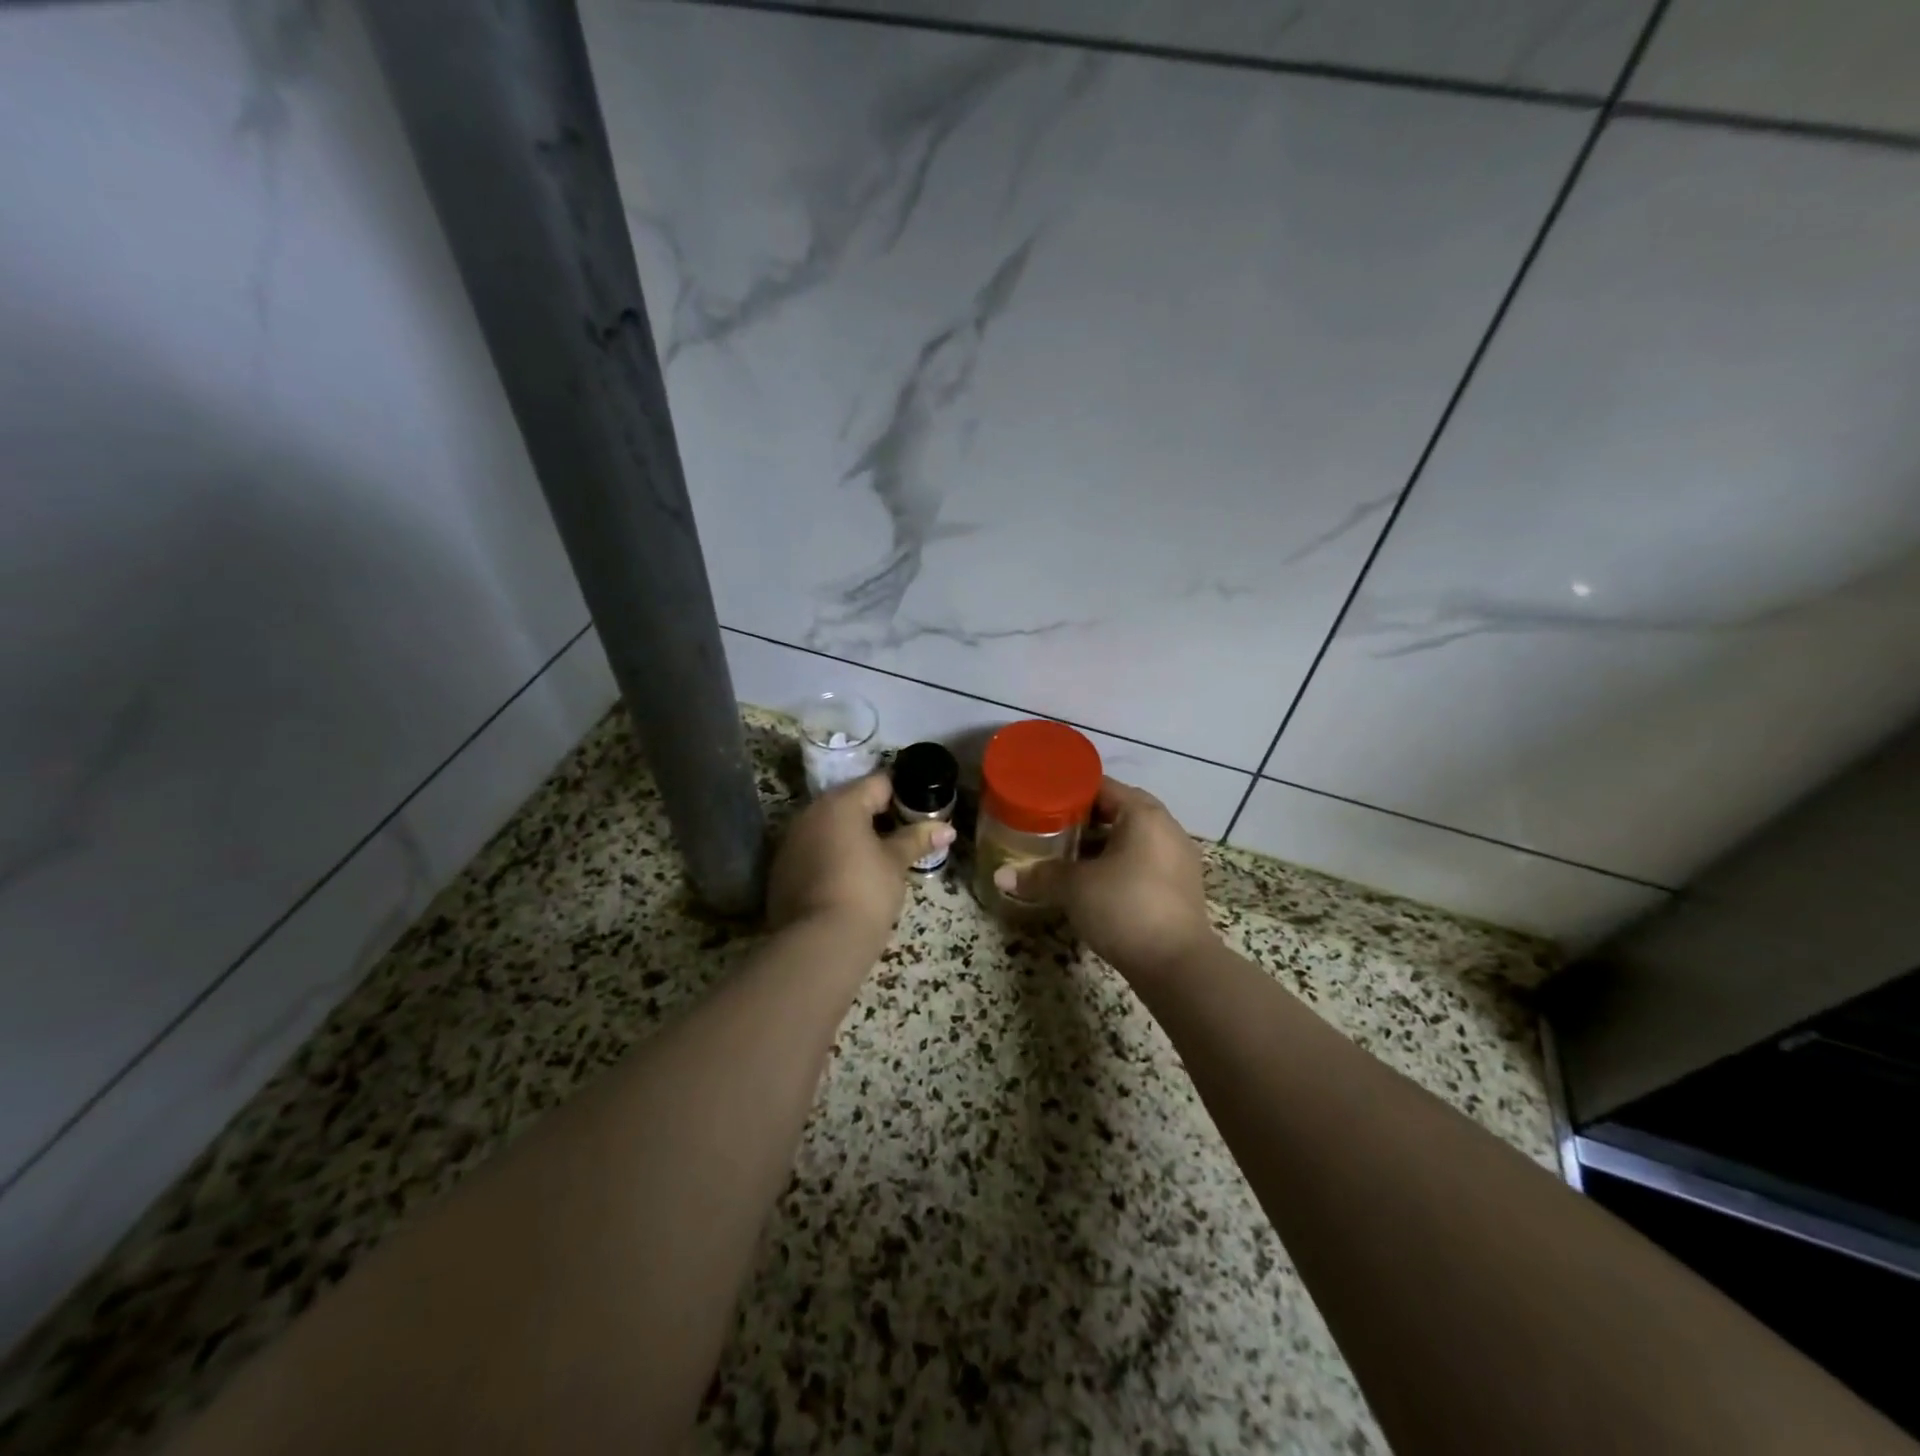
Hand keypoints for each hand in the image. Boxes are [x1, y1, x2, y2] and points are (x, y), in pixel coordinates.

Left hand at [768, 772, 954, 943]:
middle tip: (905, 835)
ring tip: (880, 857)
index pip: (879, 782)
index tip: (922, 810)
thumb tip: (947, 828)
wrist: (818, 944)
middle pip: (852, 802)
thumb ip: (917, 839)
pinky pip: (814, 849)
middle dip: (878, 815)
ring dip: (853, 835)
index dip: (905, 793)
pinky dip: (833, 855)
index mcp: (841, 803)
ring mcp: (791, 841)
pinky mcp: (781, 869)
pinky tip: (850, 877)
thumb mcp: (896, 864)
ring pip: (830, 826)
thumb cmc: (865, 892)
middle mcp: (811, 813)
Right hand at [993, 778, 1214, 978]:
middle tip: (1051, 827)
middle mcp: (1166, 828)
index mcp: (1143, 814)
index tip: (1043, 801)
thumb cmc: (1125, 907)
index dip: (1071, 791)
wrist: (1177, 966)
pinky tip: (1094, 882)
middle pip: (1119, 811)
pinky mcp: (1180, 887)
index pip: (1103, 786)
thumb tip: (1000, 876)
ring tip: (1067, 854)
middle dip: (1085, 819)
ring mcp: (1177, 859)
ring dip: (1102, 844)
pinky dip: (1119, 864)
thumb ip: (1038, 875)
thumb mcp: (1074, 888)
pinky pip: (1143, 862)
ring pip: (1132, 839)